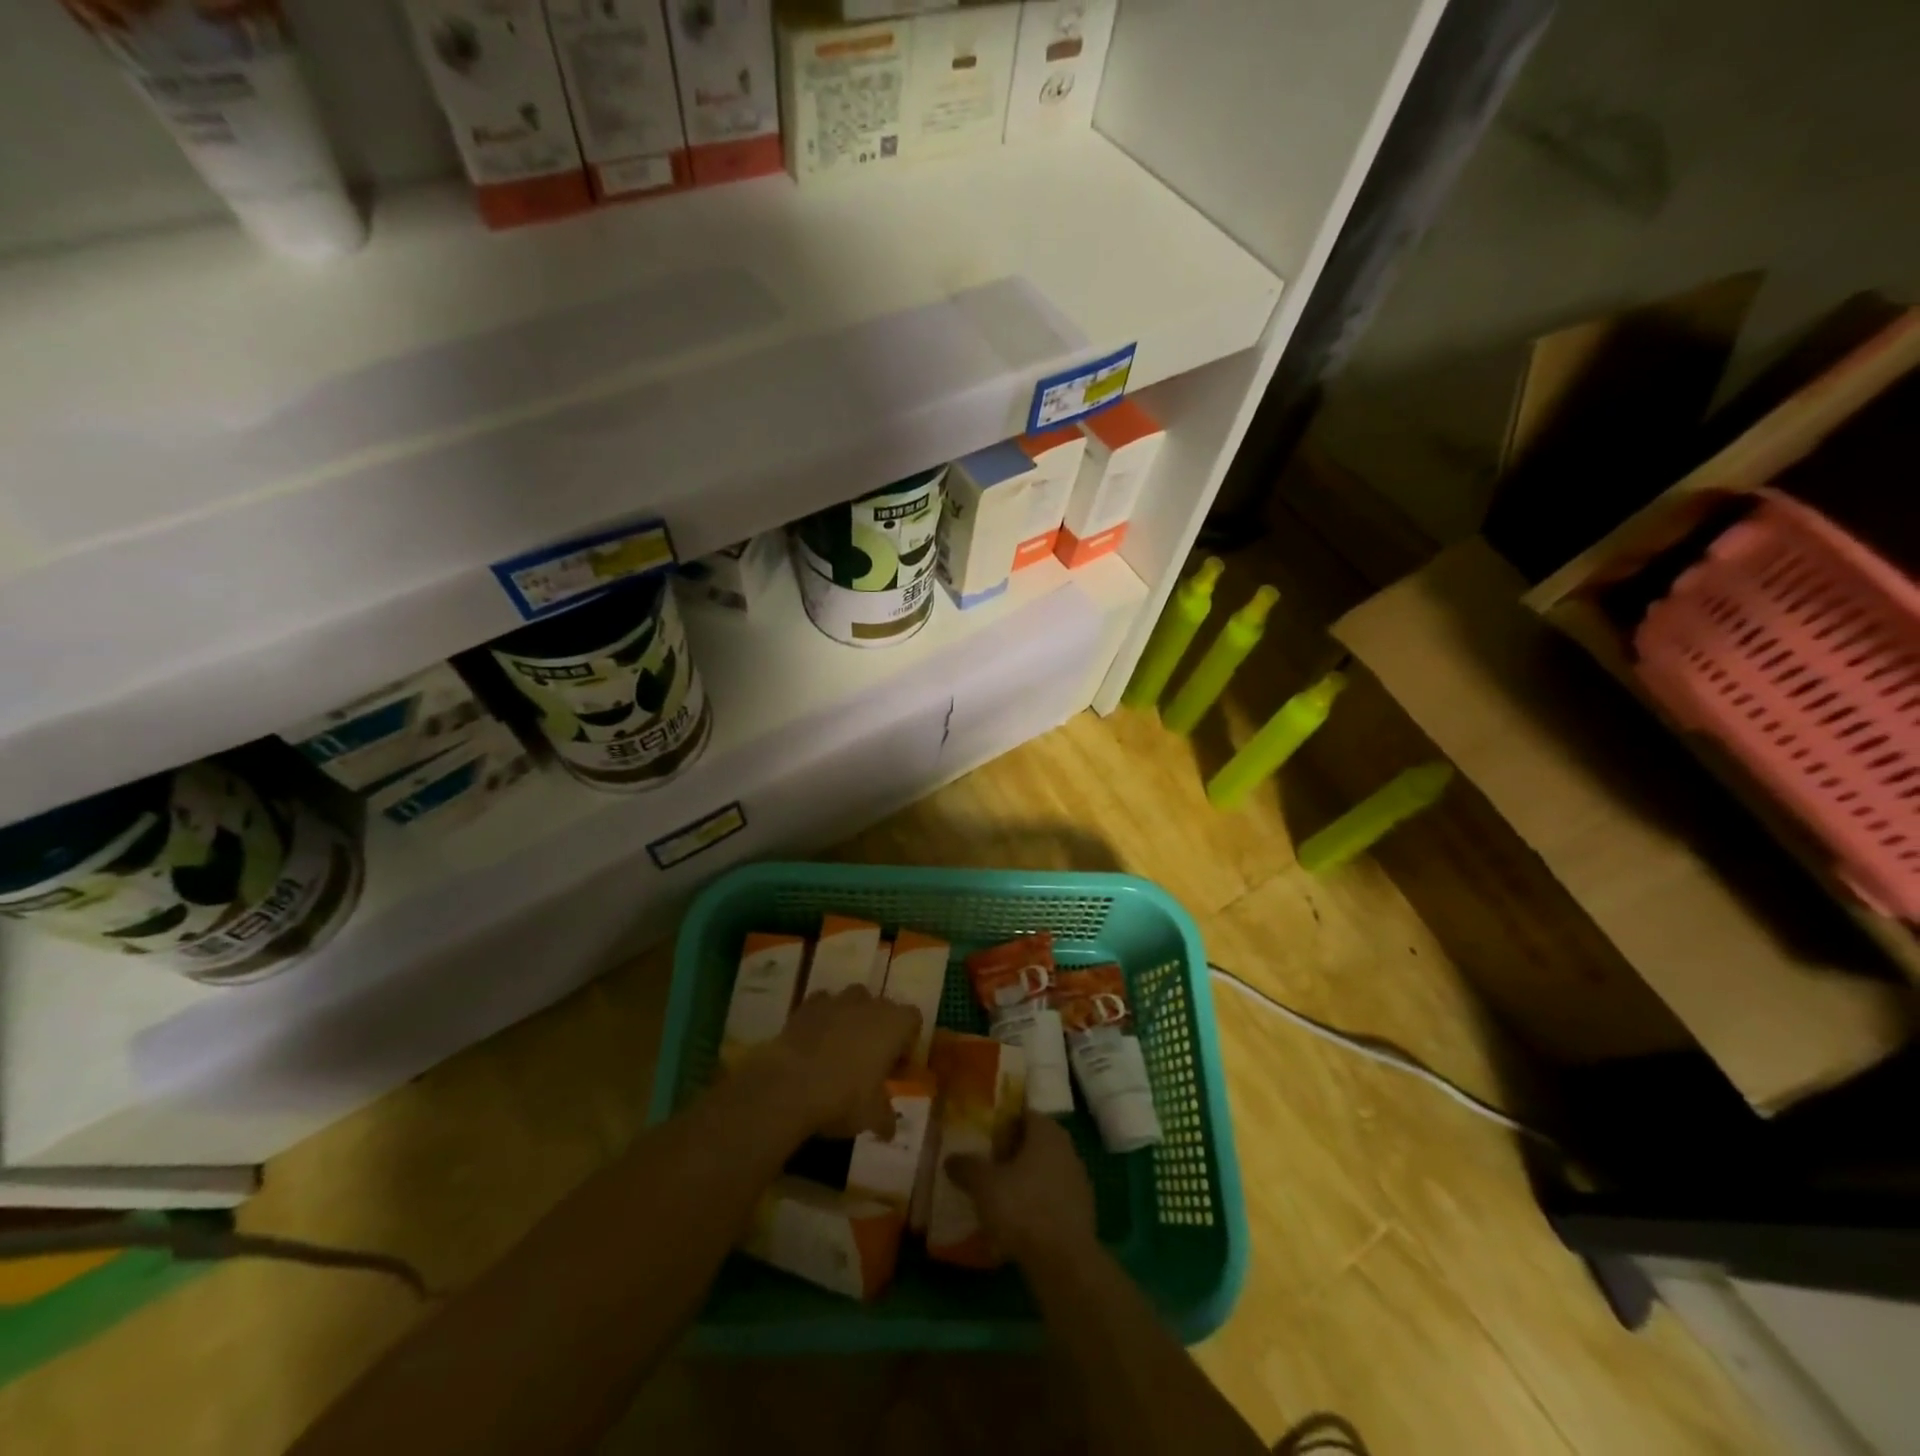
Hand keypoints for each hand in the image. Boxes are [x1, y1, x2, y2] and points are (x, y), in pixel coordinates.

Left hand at [759, 987, 918, 1139]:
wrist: (790, 1083)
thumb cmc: (843, 1097)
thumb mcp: (871, 1116)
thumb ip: (885, 1118)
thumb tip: (889, 1129)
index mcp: (894, 1023)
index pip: (913, 1020)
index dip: (907, 1043)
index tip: (896, 1069)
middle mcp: (870, 1004)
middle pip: (883, 1009)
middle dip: (879, 1031)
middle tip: (870, 1063)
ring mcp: (837, 1000)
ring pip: (853, 1001)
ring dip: (852, 1020)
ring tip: (841, 1050)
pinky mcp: (808, 1005)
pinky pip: (823, 1005)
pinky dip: (823, 1019)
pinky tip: (815, 1043)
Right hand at [945, 1112, 1096, 1263]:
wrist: (1065, 1264)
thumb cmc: (1023, 1209)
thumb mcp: (984, 1185)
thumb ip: (966, 1167)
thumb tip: (950, 1159)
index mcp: (1047, 1132)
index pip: (1023, 1115)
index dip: (1002, 1124)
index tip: (983, 1138)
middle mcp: (1067, 1149)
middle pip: (1034, 1143)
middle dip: (1011, 1153)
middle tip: (986, 1166)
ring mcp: (1078, 1182)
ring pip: (1044, 1171)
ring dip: (1024, 1180)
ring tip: (998, 1197)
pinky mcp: (1082, 1213)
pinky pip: (1052, 1198)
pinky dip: (1036, 1204)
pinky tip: (1017, 1223)